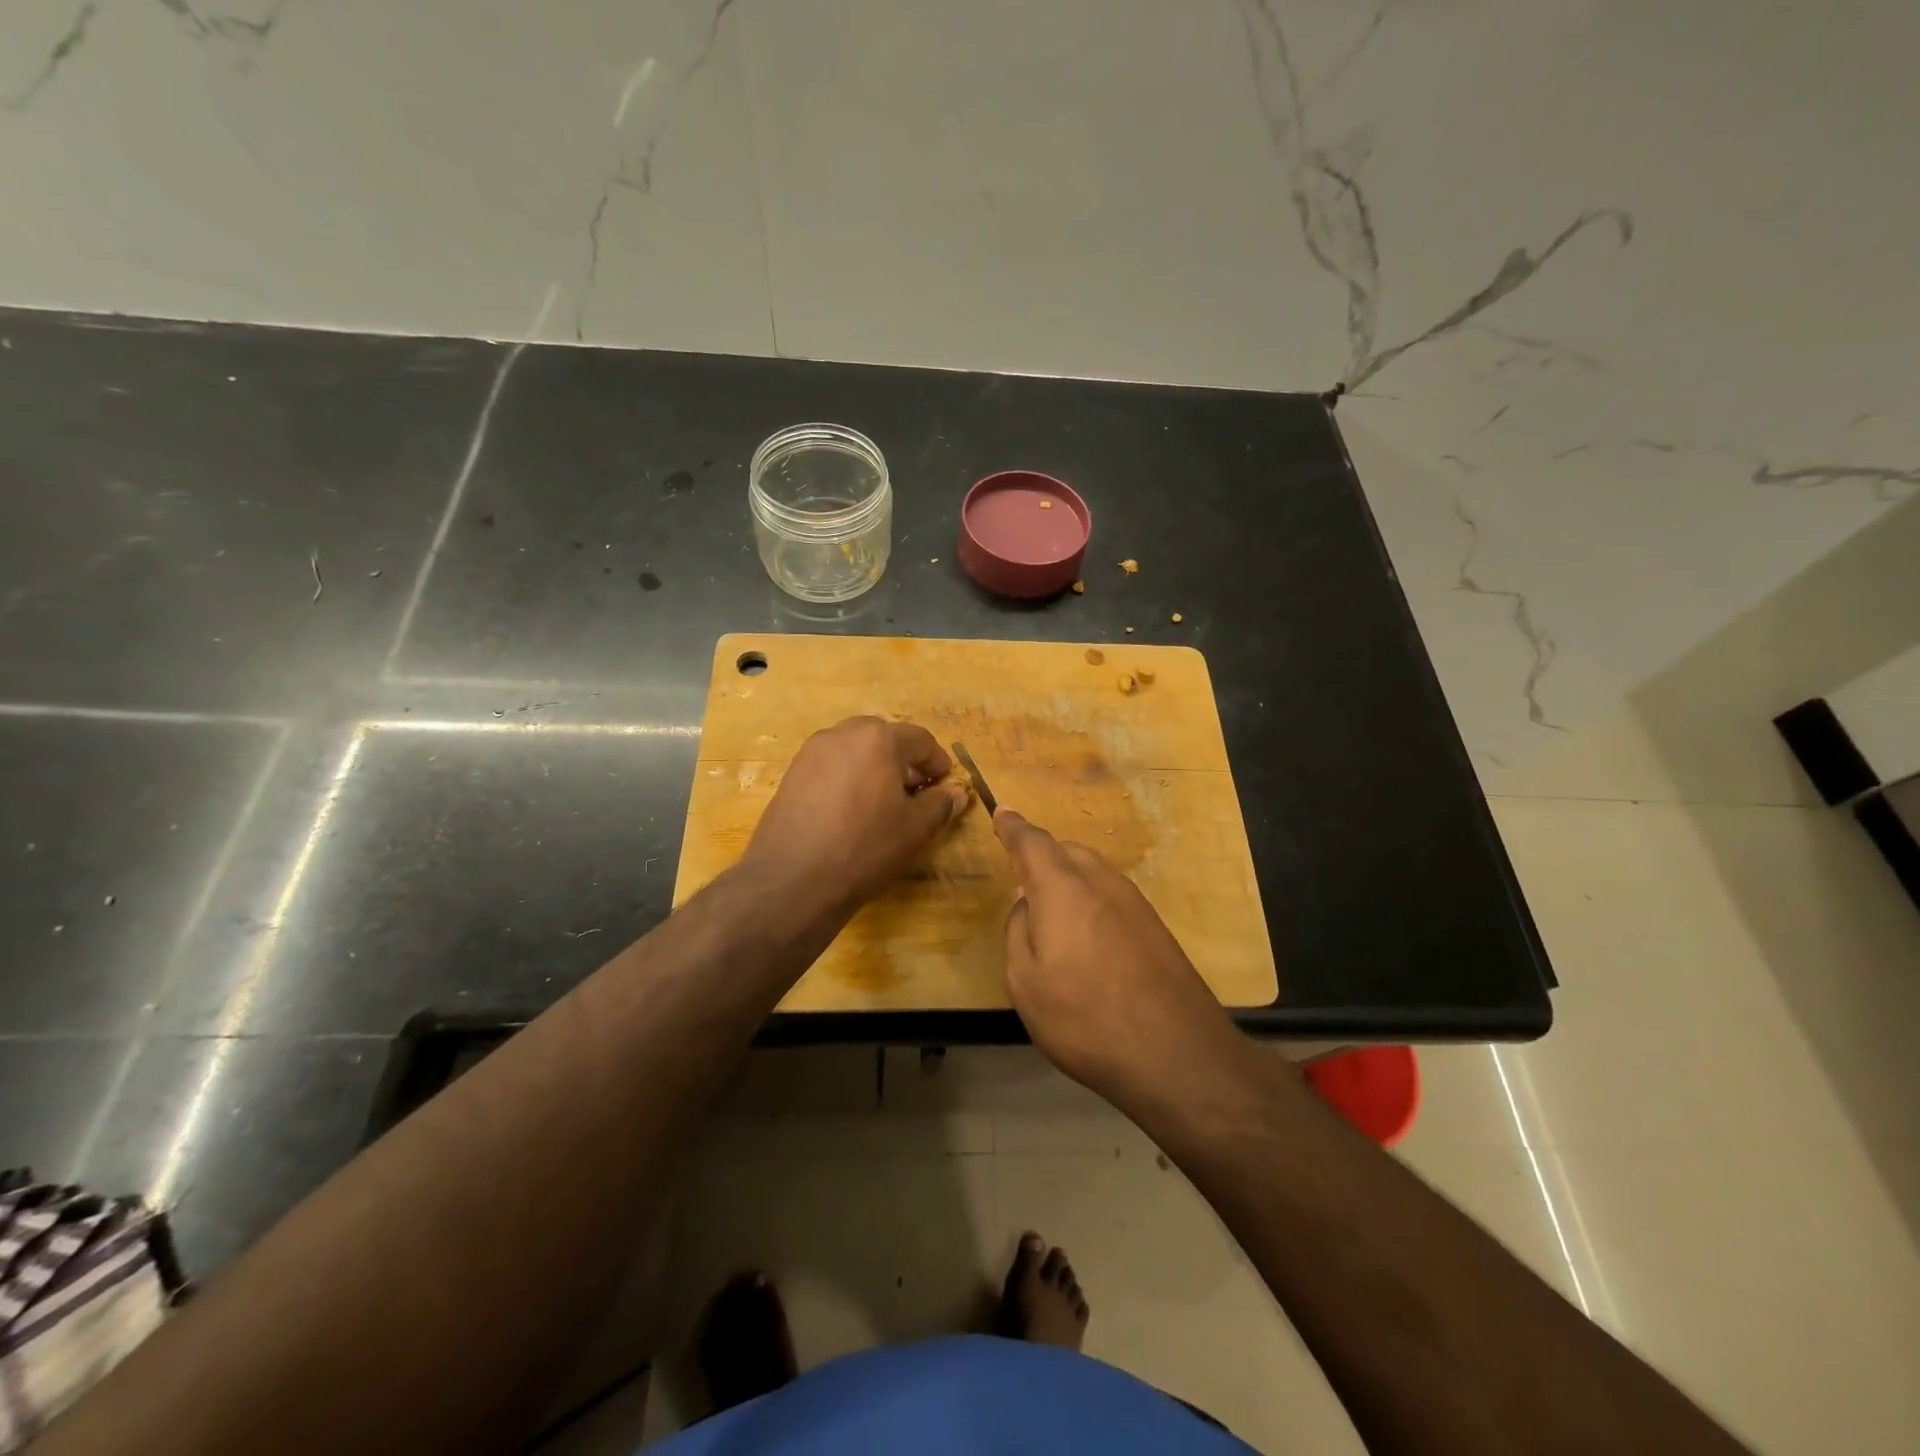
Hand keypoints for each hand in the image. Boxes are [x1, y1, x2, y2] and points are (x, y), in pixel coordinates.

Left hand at [742, 716, 969, 917]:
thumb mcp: (915, 829)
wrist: (792, 880)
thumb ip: (940, 804)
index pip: (919, 739)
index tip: (945, 785)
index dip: (937, 762)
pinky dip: (848, 779)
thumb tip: (955, 792)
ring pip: (853, 751)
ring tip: (883, 804)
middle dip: (904, 761)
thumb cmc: (864, 848)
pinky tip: (850, 813)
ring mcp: (811, 753)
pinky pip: (830, 767)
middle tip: (915, 792)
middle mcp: (842, 734)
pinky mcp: (790, 775)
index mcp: (877, 739)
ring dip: (874, 768)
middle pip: (883, 738)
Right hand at [996, 808, 1239, 1108]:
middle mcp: (1101, 883)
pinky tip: (1089, 940)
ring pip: (1093, 872)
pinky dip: (1092, 901)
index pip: (1032, 843)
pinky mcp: (1156, 927)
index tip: (1002, 812)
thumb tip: (1026, 904)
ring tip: (1055, 918)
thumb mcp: (1026, 984)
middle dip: (1042, 858)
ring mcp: (1135, 903)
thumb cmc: (1086, 1019)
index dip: (1013, 827)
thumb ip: (1018, 933)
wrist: (1178, 1054)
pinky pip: (1112, 895)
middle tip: (1023, 884)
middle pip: (1067, 851)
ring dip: (1069, 880)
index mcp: (1062, 888)